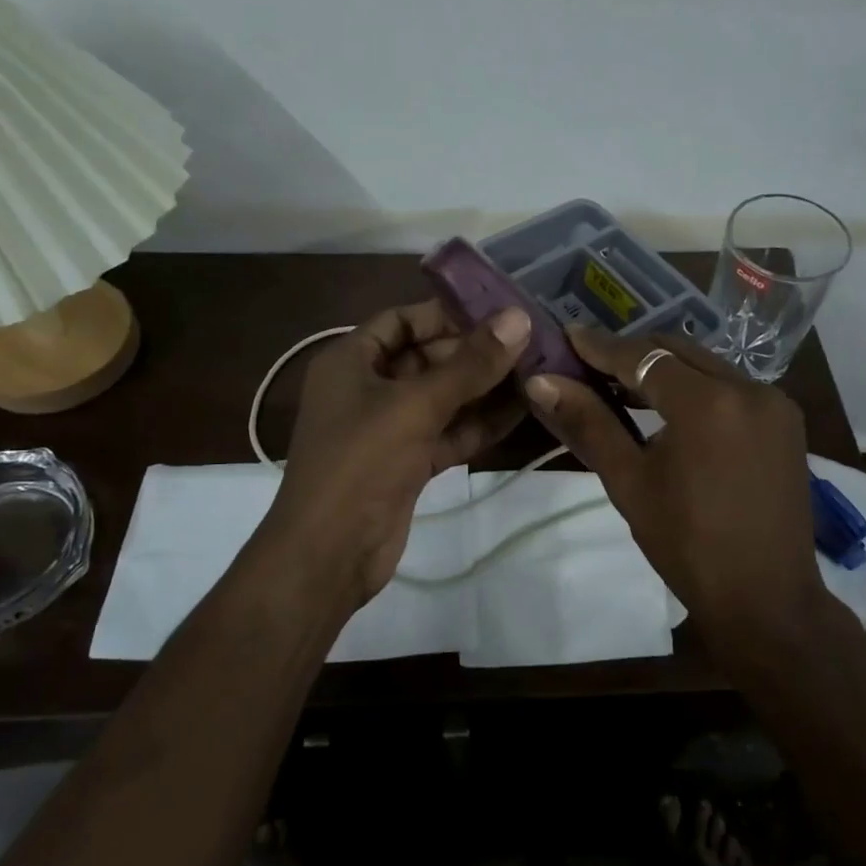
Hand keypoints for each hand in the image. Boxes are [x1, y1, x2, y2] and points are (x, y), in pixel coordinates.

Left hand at [267, 300, 532, 607]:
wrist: (329, 553)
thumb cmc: (360, 462)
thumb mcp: (415, 405)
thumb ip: (469, 364)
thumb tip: (518, 319)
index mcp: (350, 361)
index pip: (400, 321)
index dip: (444, 313)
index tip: (496, 312)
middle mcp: (367, 388)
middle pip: (425, 358)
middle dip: (473, 353)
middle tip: (529, 342)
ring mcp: (388, 429)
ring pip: (441, 398)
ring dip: (483, 389)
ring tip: (536, 371)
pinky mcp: (408, 463)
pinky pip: (448, 432)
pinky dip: (479, 424)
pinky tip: (522, 411)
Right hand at [522, 328, 827, 645]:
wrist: (766, 599)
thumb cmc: (687, 545)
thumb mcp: (629, 481)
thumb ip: (588, 423)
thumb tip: (541, 382)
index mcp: (709, 403)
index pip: (644, 357)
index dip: (601, 347)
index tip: (568, 335)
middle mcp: (749, 387)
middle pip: (677, 351)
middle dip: (632, 353)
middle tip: (589, 362)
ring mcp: (774, 402)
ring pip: (706, 365)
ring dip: (664, 369)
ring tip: (620, 383)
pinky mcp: (786, 420)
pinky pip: (731, 386)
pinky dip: (696, 386)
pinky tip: (669, 406)